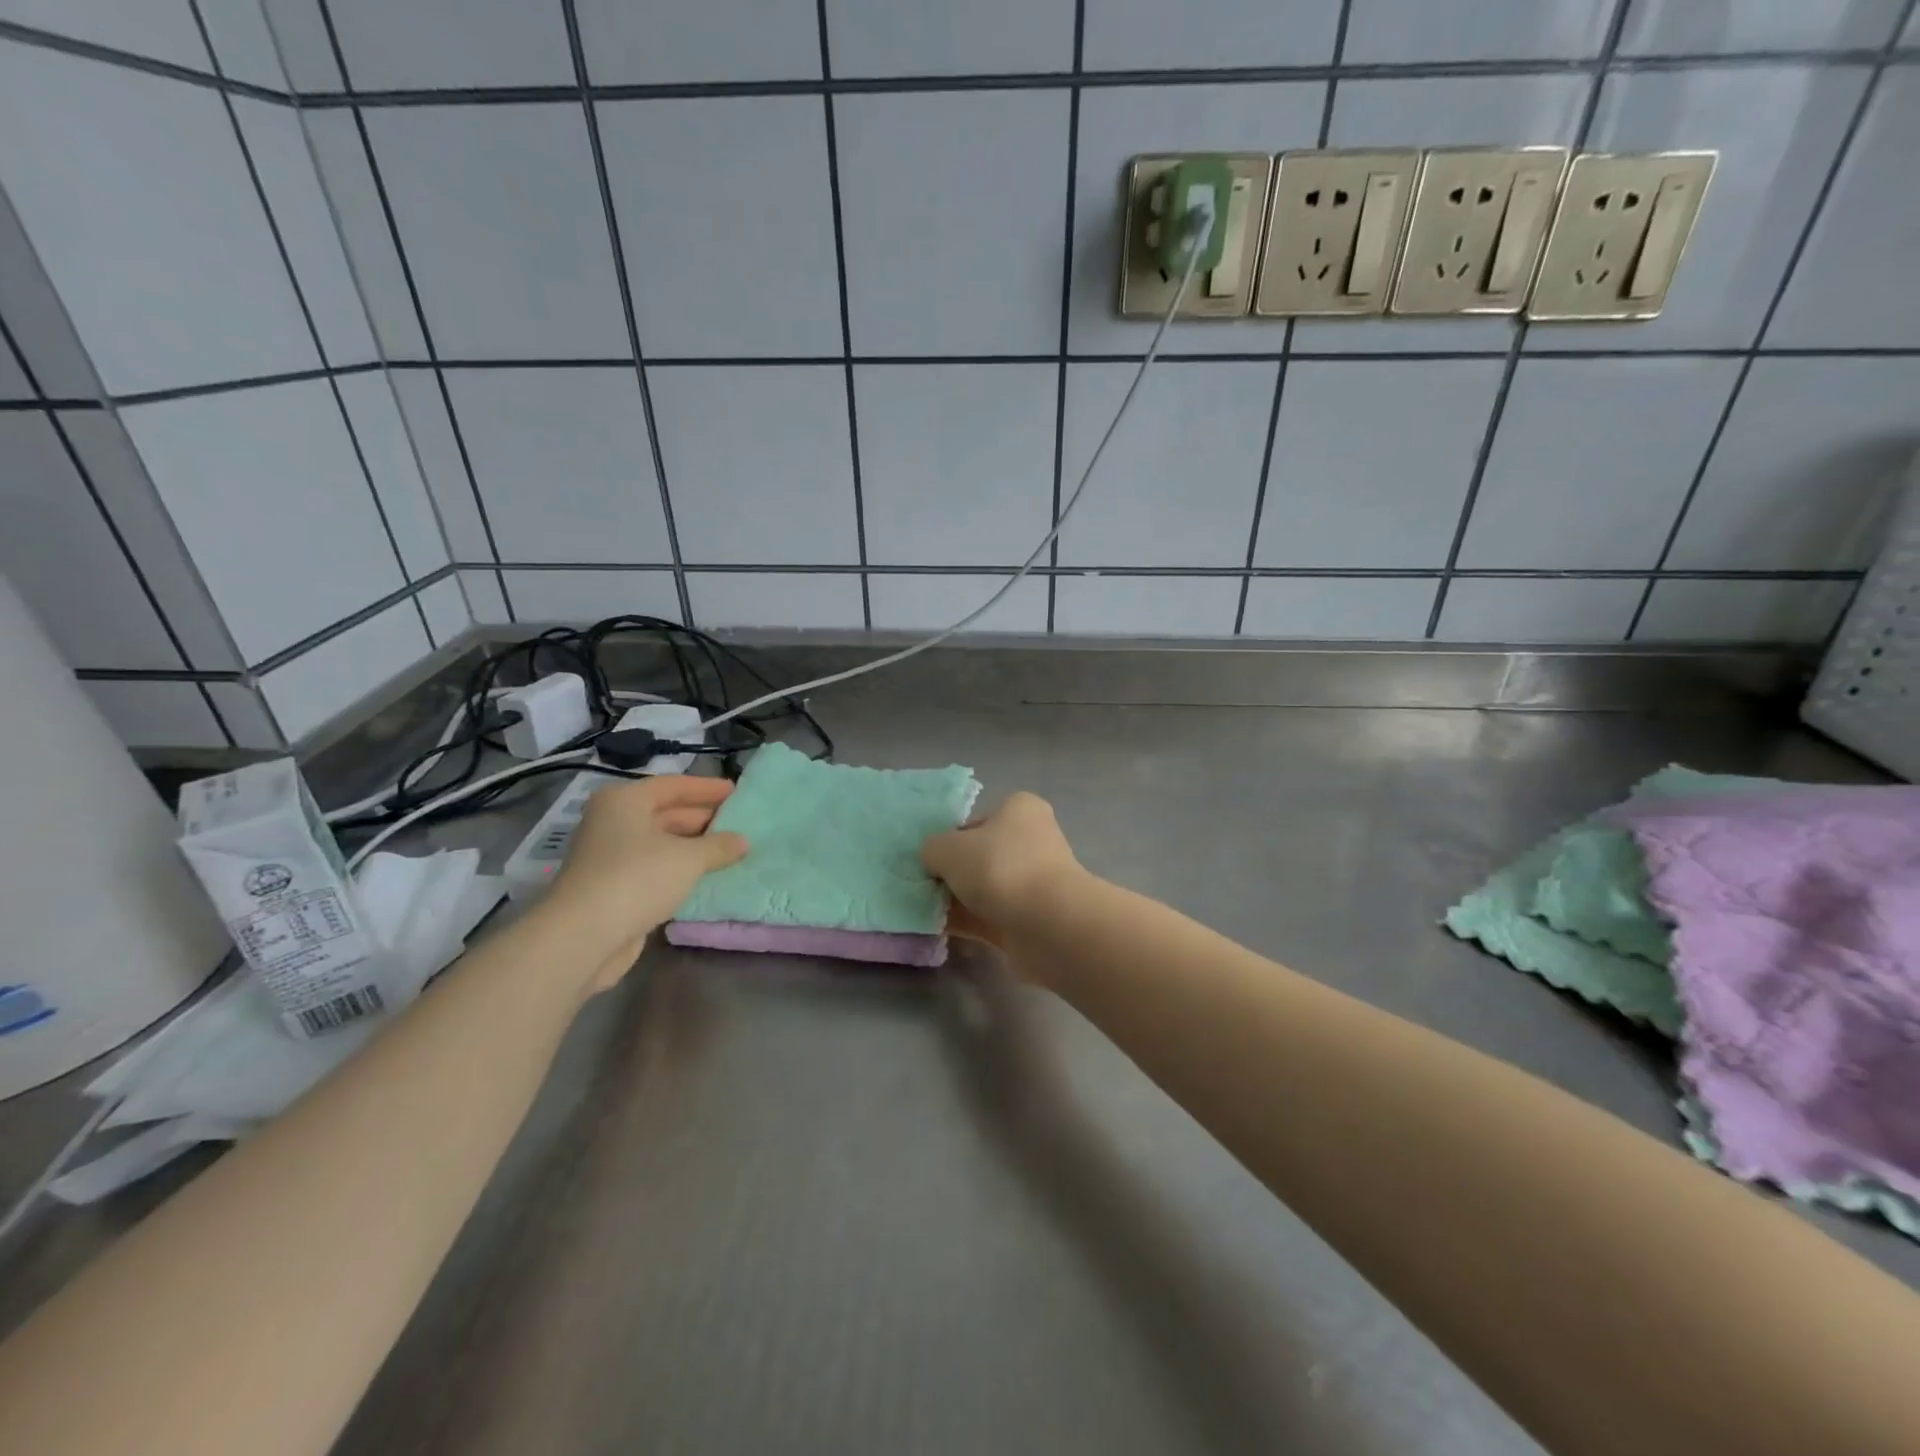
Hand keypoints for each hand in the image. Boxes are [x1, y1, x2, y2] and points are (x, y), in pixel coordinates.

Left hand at [547, 775, 748, 990]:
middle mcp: (613, 822)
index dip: (708, 788)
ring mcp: (610, 856)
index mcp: (625, 801)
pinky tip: (706, 877)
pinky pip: (654, 869)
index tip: (737, 792)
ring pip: (660, 843)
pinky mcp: (612, 887)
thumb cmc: (637, 879)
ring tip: (730, 851)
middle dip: (703, 818)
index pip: (674, 785)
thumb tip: (743, 841)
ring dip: (693, 847)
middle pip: (666, 813)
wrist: (583, 937)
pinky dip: (679, 870)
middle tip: (739, 823)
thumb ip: (719, 846)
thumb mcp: (689, 858)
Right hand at [922, 791, 1085, 951]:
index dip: (950, 838)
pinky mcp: (1032, 917)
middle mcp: (1032, 841)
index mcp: (1020, 810)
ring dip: (957, 900)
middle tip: (922, 888)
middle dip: (952, 873)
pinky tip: (939, 930)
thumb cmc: (999, 868)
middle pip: (980, 856)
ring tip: (925, 912)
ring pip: (984, 889)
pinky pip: (990, 916)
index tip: (930, 859)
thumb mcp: (947, 848)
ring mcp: (1034, 882)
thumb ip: (932, 849)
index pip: (976, 820)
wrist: (1048, 924)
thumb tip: (934, 861)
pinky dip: (967, 922)